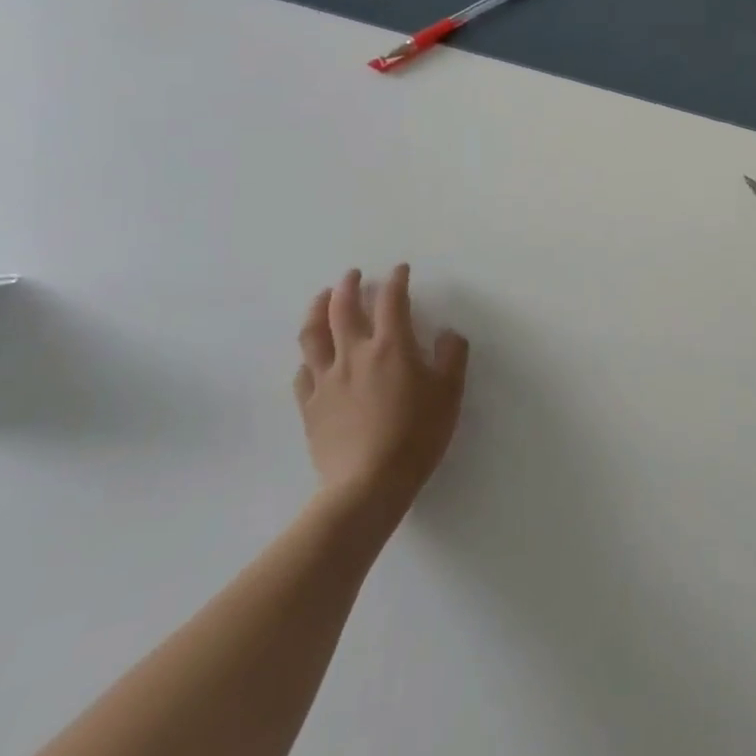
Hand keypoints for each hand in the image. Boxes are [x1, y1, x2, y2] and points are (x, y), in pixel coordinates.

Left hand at [294, 265, 468, 529]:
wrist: (367, 485)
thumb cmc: (416, 435)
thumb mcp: (449, 393)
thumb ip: (452, 356)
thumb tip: (447, 333)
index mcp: (391, 347)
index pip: (392, 301)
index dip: (396, 281)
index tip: (400, 270)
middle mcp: (354, 355)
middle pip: (342, 309)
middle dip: (348, 286)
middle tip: (352, 275)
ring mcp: (326, 380)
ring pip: (313, 335)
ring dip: (316, 310)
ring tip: (321, 299)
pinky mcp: (310, 406)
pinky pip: (303, 373)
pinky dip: (308, 358)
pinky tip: (312, 358)